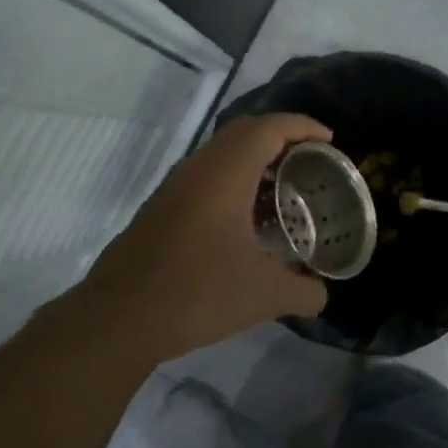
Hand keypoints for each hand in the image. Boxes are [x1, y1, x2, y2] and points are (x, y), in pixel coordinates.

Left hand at [77, 114, 332, 363]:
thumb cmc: (196, 293)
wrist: (117, 320)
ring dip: (255, 161)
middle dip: (282, 138)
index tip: (330, 141)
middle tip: (311, 161)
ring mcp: (174, 188)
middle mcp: (197, 169)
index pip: (269, 128)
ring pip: (221, 155)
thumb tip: (321, 293)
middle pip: (244, 132)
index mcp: (224, 174)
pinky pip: (206, 177)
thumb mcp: (264, 295)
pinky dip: (235, 182)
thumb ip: (303, 291)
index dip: (303, 127)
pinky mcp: (161, 209)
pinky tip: (248, 221)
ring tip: (285, 189)